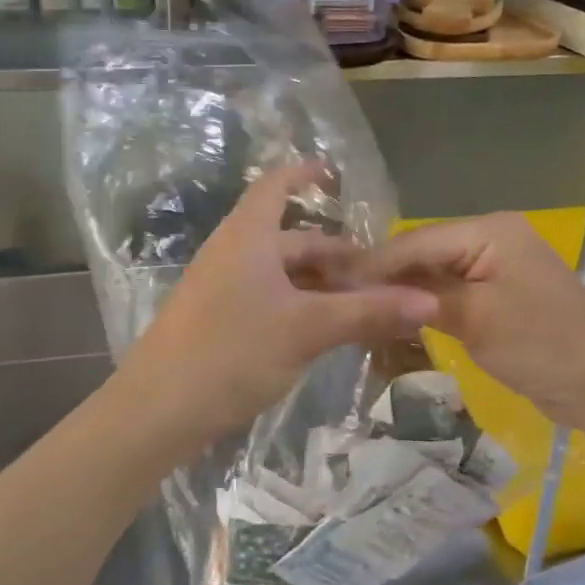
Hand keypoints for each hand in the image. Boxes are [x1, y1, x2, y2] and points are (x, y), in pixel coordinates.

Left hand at [110, 163, 438, 464]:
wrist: (156, 410)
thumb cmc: (231, 351)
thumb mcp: (306, 329)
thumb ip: (367, 312)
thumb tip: (429, 301)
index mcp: (248, 236)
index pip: (277, 184)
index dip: (306, 174)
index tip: (338, 176)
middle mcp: (234, 252)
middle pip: (291, 238)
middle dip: (335, 253)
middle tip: (379, 277)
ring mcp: (222, 287)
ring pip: (282, 273)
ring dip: (321, 284)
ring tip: (362, 306)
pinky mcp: (218, 320)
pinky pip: (269, 298)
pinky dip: (300, 305)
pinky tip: (324, 331)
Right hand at [363, 213, 584, 423]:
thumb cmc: (542, 345)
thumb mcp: (475, 318)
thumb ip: (421, 296)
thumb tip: (366, 286)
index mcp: (490, 230)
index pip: (417, 240)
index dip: (375, 265)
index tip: (333, 285)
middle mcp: (492, 238)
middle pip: (425, 253)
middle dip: (387, 278)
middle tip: (343, 301)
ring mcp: (497, 266)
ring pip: (435, 274)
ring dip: (405, 293)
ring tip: (361, 311)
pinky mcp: (499, 294)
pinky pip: (453, 292)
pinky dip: (427, 306)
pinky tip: (398, 319)